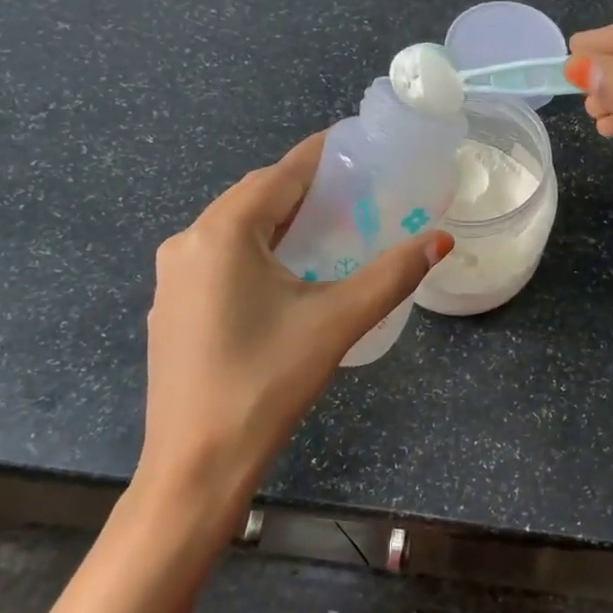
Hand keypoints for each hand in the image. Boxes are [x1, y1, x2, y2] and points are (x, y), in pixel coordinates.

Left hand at [139, 135, 450, 531]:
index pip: (281, 174)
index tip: (359, 146)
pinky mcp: (171, 308)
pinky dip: (256, 250)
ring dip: (280, 220)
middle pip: (255, 197)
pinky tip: (286, 275)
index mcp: (223, 233)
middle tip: (357, 192)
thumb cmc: (266, 384)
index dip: (322, 156)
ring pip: (235, 228)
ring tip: (331, 228)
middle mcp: (188, 242)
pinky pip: (219, 258)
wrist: (195, 466)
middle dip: (304, 189)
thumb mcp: (337, 322)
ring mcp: (172, 277)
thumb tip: (440, 241)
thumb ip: (392, 276)